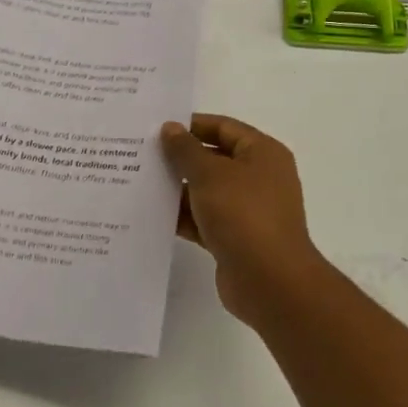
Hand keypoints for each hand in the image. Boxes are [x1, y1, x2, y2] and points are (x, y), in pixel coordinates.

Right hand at [160, 114, 330, 326]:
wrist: (269, 281)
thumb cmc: (243, 215)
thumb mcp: (210, 174)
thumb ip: (186, 150)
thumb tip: (170, 128)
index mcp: (262, 153)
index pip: (223, 127)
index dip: (191, 125)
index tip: (156, 127)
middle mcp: (258, 178)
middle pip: (214, 159)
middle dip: (180, 157)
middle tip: (140, 153)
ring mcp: (247, 210)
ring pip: (206, 191)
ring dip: (177, 188)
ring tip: (138, 181)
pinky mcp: (234, 238)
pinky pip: (203, 219)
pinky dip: (182, 216)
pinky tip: (150, 214)